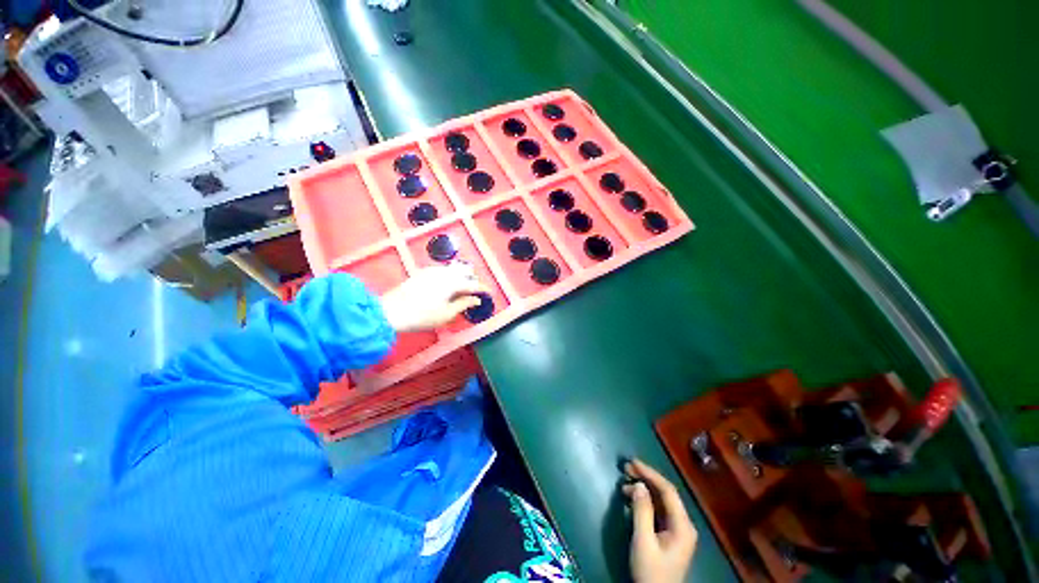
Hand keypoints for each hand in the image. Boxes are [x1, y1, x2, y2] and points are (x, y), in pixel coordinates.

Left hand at [380, 264, 489, 332]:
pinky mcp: (423, 272)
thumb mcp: (446, 314)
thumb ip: (464, 304)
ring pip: (454, 269)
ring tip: (463, 287)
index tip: (489, 293)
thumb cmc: (422, 316)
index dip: (483, 288)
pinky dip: (451, 274)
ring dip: (462, 276)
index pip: (473, 284)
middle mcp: (444, 273)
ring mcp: (433, 271)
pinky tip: (448, 283)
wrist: (391, 311)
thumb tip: (476, 299)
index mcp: (452, 283)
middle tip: (475, 291)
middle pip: (465, 272)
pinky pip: (443, 270)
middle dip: (473, 280)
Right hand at [622, 459, 697, 582]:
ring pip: (661, 501)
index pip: (668, 490)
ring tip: (624, 484)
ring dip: (643, 489)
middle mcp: (683, 524)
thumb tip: (638, 484)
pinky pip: (657, 510)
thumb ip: (642, 511)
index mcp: (683, 525)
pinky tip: (631, 498)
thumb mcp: (643, 541)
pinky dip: (644, 501)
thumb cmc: (651, 571)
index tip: (632, 462)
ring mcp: (677, 530)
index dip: (650, 473)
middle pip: (665, 493)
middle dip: (646, 478)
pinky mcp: (669, 535)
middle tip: (626, 468)